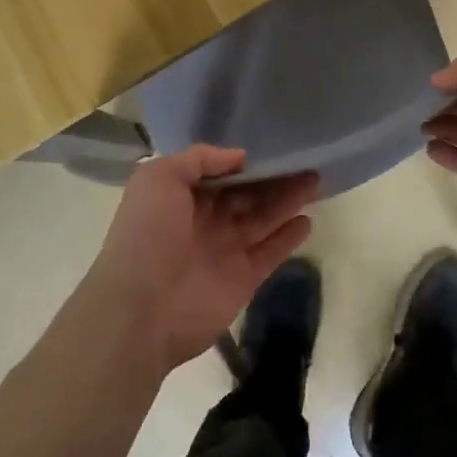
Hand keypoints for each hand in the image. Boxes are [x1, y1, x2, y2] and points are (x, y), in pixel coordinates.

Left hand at [83, 145, 318, 372]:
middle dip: (276, 178)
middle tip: (308, 162)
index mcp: (183, 196)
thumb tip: (240, 156)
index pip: (222, 173)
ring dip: (289, 201)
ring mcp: (225, 250)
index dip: (248, 162)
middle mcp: (206, 220)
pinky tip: (307, 220)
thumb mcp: (159, 178)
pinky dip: (288, 237)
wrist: (140, 309)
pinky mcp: (243, 279)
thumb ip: (199, 158)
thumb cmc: (146, 235)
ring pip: (264, 219)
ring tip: (317, 181)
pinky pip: (270, 253)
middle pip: (248, 194)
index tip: (276, 146)